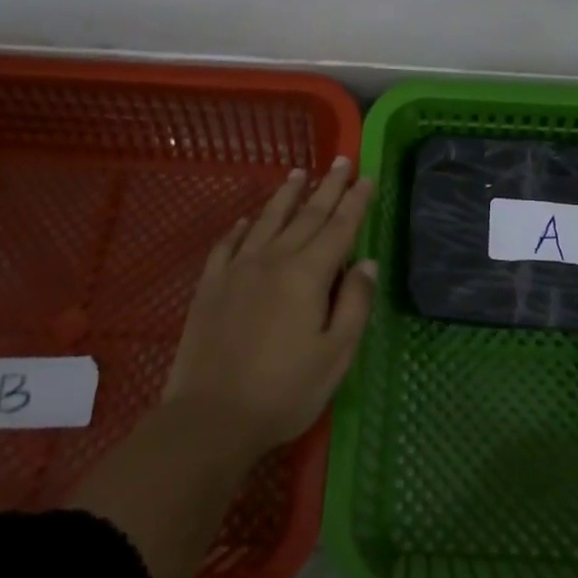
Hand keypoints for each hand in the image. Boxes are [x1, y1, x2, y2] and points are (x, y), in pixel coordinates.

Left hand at [164, 158, 376, 455]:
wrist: (210, 417)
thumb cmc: (284, 391)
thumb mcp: (335, 355)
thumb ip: (355, 304)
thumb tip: (367, 263)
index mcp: (308, 274)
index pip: (339, 227)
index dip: (355, 202)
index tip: (366, 177)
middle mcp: (273, 260)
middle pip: (306, 215)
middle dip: (327, 187)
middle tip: (341, 160)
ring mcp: (238, 269)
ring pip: (267, 221)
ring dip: (286, 196)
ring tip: (298, 173)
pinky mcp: (211, 285)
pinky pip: (228, 244)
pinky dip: (241, 227)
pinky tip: (247, 220)